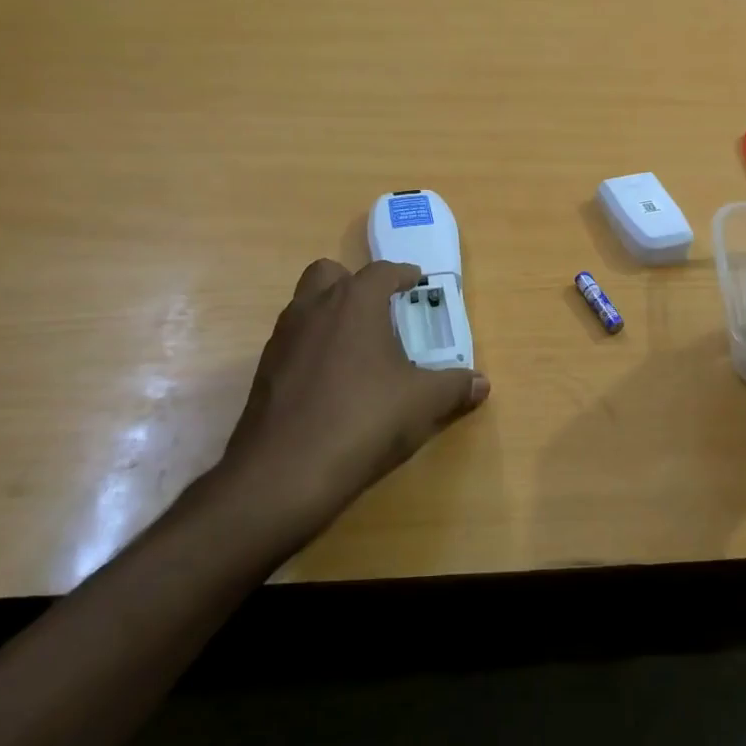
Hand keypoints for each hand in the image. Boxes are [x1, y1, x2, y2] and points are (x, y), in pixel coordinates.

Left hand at [209, 259, 488, 546]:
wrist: (284, 473)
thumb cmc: (364, 420)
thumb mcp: (422, 403)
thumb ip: (455, 387)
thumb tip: (482, 383)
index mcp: (354, 303)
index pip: (381, 272)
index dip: (402, 275)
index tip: (415, 282)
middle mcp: (314, 309)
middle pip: (329, 274)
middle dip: (354, 283)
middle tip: (379, 310)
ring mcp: (282, 338)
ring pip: (305, 306)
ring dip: (330, 314)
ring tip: (358, 347)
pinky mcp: (263, 371)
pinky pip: (293, 342)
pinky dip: (312, 348)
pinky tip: (332, 382)